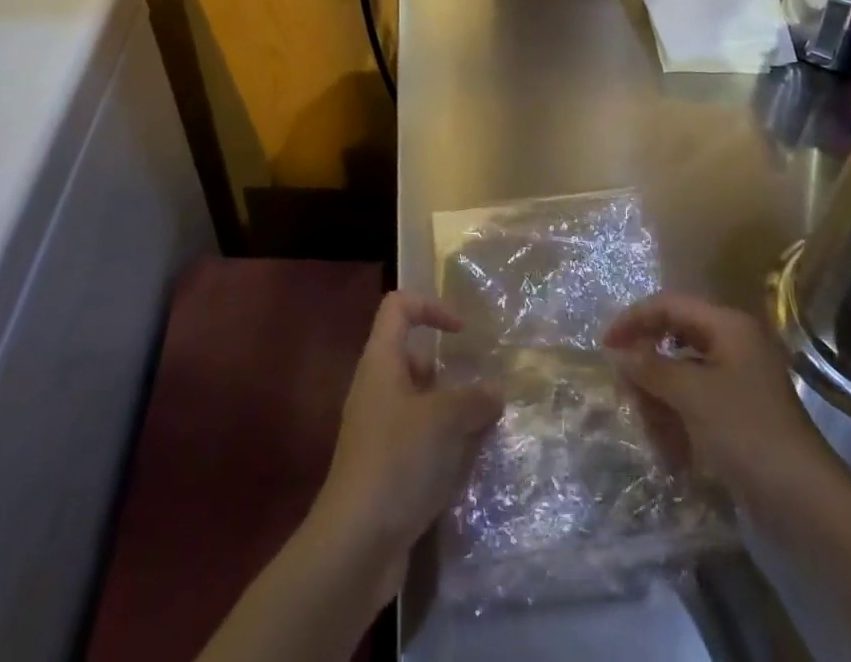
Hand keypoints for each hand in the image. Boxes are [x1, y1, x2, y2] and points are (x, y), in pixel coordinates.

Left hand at [309, 292, 503, 595]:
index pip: (399, 307)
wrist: (356, 544)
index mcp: (381, 362)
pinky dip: (447, 445)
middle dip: (453, 372)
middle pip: (416, 358)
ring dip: (455, 412)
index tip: (463, 332)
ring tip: (488, 427)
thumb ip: (474, 399)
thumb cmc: (397, 462)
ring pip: (424, 403)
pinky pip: (423, 440)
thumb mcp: (444, 421)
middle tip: (487, 389)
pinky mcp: (388, 467)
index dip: (431, 307)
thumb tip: (495, 390)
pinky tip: (471, 465)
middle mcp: (378, 388)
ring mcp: (381, 429)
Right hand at [604, 293, 830, 493]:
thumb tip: (617, 351)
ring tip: (652, 434)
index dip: (634, 320)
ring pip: (679, 377)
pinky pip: (693, 406)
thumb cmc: (748, 434)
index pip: (669, 305)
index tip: (604, 345)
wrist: (807, 507)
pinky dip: (677, 424)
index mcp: (727, 327)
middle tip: (626, 397)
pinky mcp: (736, 418)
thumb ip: (650, 367)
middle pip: (672, 341)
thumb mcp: (692, 395)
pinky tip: (672, 454)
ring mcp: (735, 383)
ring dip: (659, 402)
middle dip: (647, 370)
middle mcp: (732, 346)